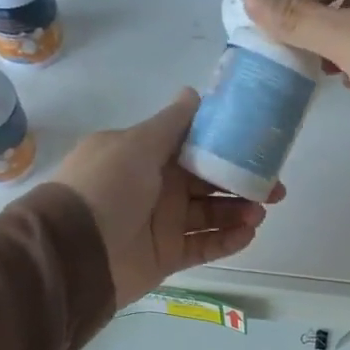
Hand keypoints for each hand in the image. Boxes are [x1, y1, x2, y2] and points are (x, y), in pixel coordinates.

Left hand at [53, 89, 280, 306]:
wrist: (74, 252)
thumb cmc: (105, 188)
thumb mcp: (135, 145)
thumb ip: (170, 123)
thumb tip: (194, 93)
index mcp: (147, 155)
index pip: (195, 146)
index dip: (227, 147)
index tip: (259, 149)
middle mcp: (157, 186)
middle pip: (209, 182)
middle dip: (242, 183)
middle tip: (275, 190)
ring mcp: (162, 223)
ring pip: (210, 214)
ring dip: (238, 212)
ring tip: (259, 213)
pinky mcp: (167, 256)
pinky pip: (203, 246)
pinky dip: (226, 241)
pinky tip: (247, 234)